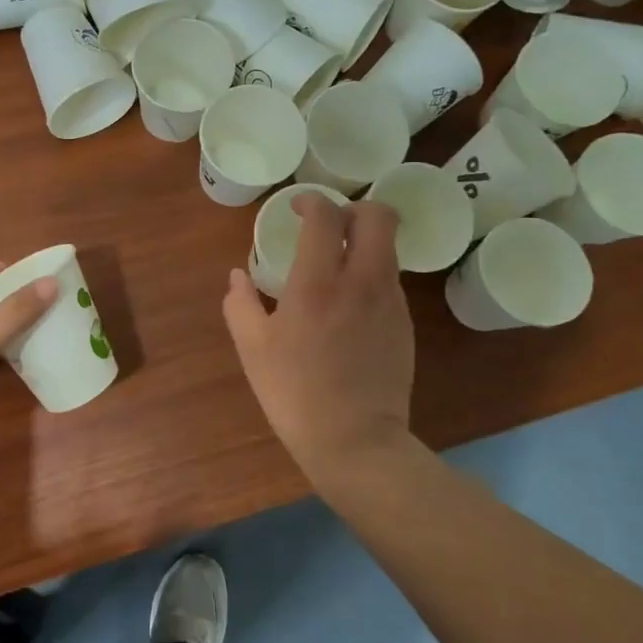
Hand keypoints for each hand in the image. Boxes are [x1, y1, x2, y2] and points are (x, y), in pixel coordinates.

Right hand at [223, 194, 413, 475]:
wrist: (355, 441)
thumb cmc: (294, 393)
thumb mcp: (252, 349)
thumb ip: (240, 304)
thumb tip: (238, 276)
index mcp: (317, 284)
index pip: (326, 216)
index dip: (311, 201)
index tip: (297, 209)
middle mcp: (362, 281)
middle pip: (379, 216)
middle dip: (354, 208)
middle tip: (328, 226)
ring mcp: (390, 302)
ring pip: (387, 247)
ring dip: (363, 242)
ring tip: (336, 265)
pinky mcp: (404, 322)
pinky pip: (389, 280)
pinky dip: (370, 273)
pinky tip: (348, 304)